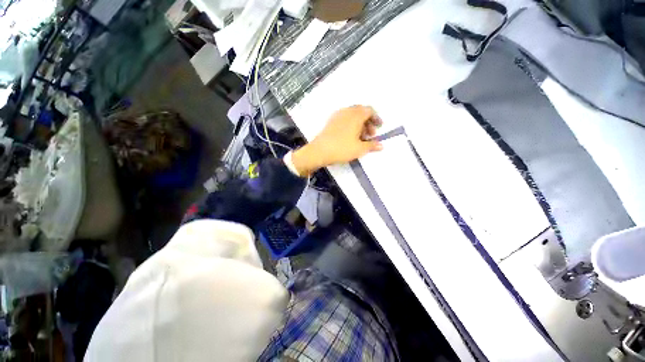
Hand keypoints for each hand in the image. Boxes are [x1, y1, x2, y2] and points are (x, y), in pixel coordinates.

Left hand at [292, 105, 382, 175]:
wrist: (319, 151)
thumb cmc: (342, 148)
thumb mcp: (359, 149)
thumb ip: (371, 145)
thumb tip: (381, 145)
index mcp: (356, 115)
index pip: (369, 110)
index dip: (376, 118)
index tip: (379, 127)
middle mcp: (346, 112)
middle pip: (360, 112)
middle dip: (368, 122)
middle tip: (370, 134)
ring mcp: (337, 116)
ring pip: (352, 116)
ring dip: (359, 124)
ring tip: (360, 137)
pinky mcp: (330, 122)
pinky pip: (344, 119)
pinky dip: (350, 125)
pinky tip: (349, 136)